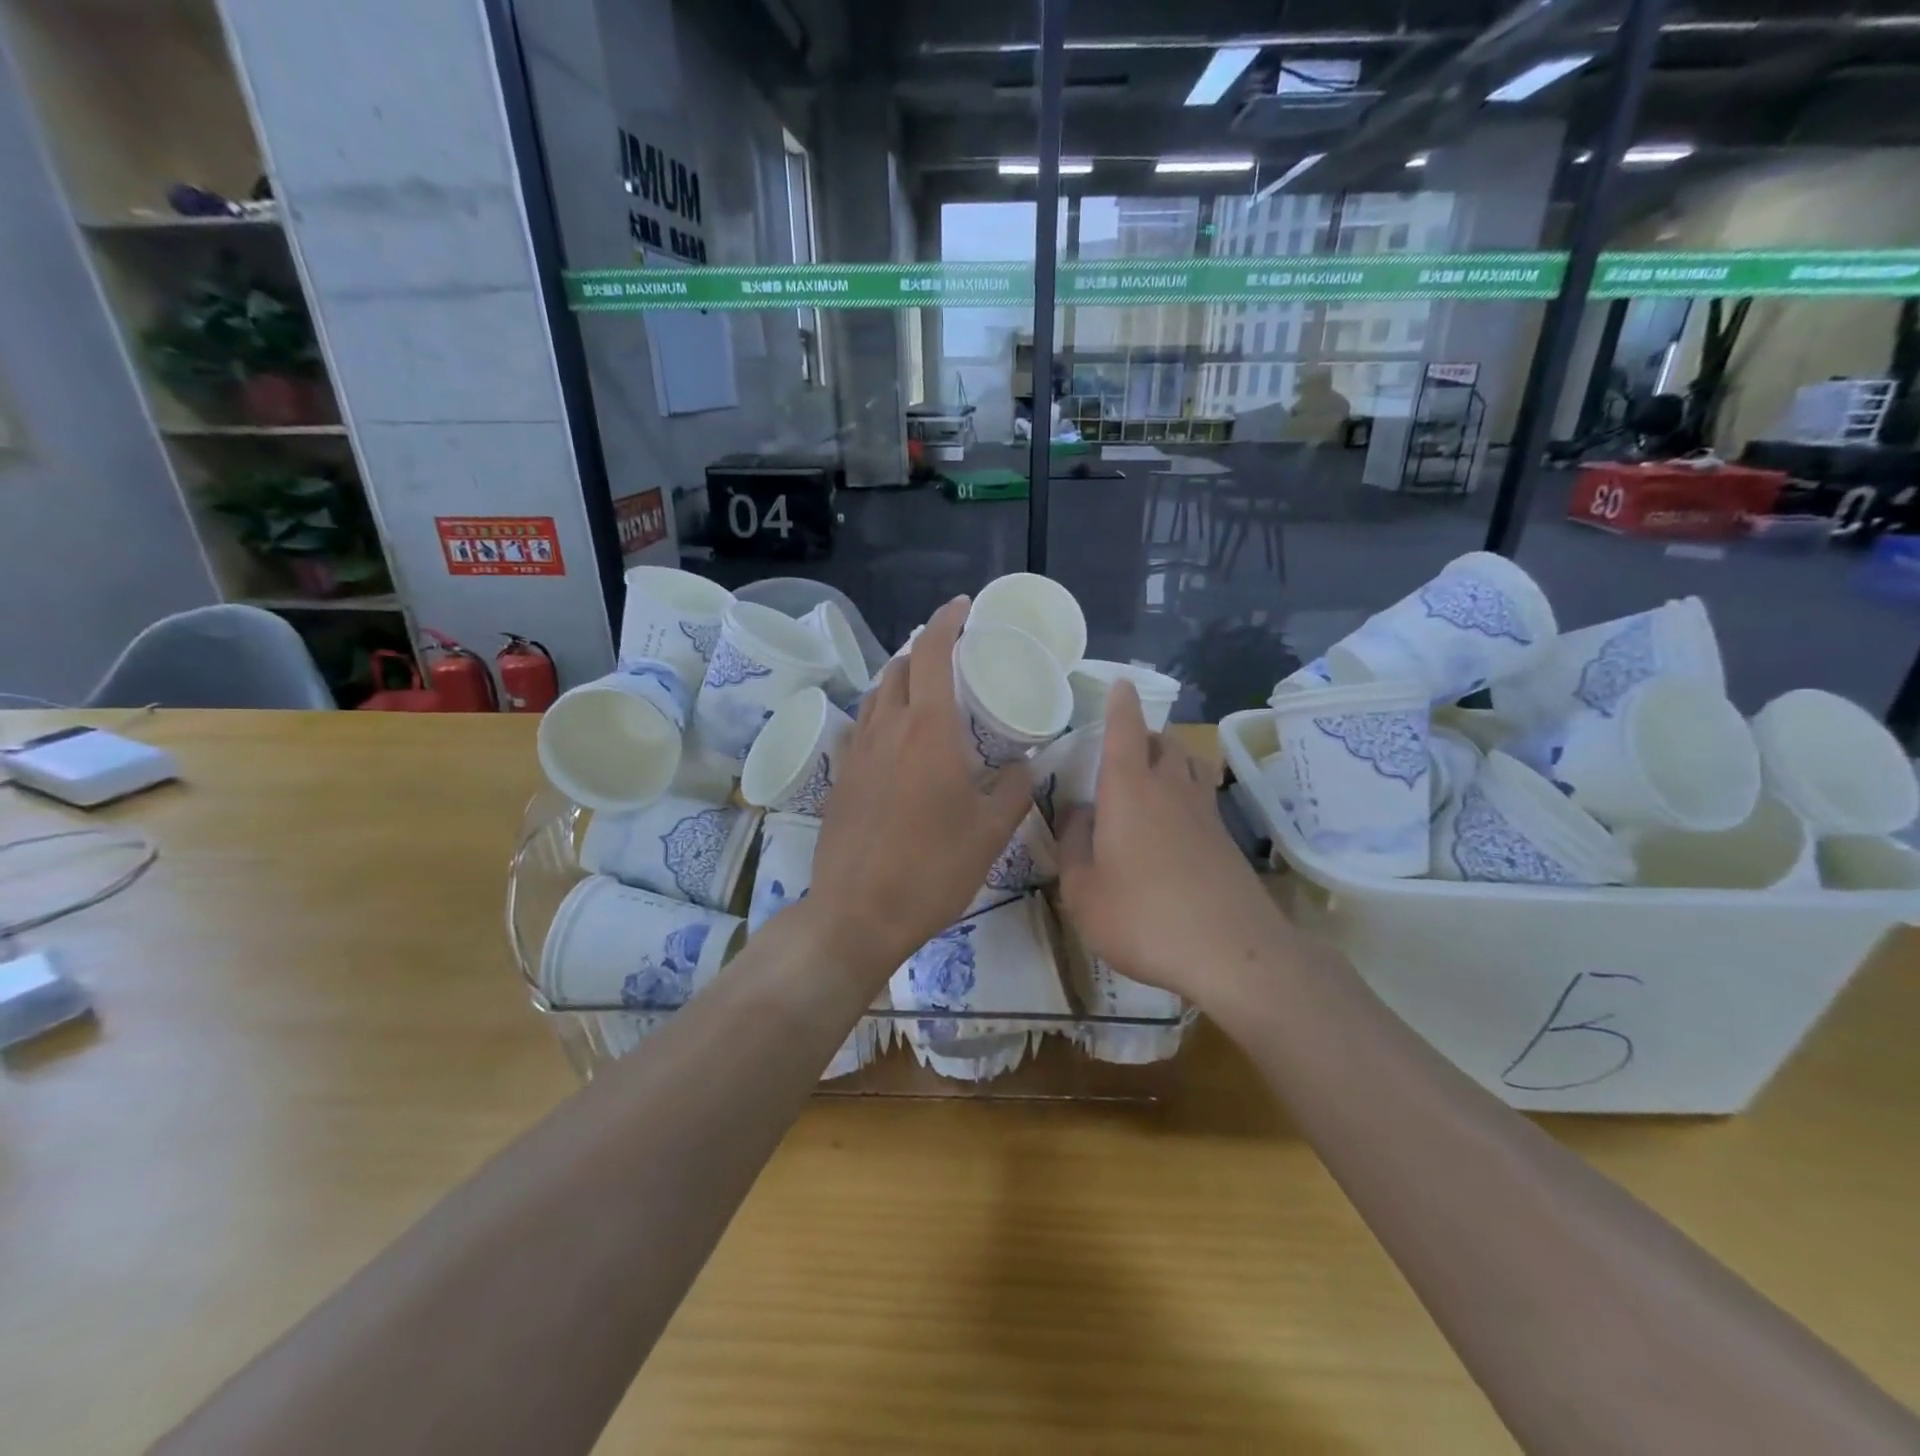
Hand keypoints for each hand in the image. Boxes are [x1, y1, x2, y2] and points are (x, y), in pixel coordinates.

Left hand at [808, 597, 1033, 977]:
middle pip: (899, 667)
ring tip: (927, 690)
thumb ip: (1013, 790)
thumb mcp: (989, 832)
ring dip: (901, 679)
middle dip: (924, 649)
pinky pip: (864, 726)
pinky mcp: (842, 778)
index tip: (963, 607)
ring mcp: (858, 753)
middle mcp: (887, 729)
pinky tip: (900, 740)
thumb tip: (1024, 764)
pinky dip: (884, 713)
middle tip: (954, 655)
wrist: (857, 913)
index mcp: (927, 731)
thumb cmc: (932, 869)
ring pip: (877, 695)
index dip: (946, 622)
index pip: (930, 654)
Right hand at [1055, 681, 1285, 1008]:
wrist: (1232, 952)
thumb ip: (1072, 846)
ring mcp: (1204, 811)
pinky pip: (1202, 794)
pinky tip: (1173, 821)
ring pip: (1189, 763)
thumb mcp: (1083, 891)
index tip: (1121, 684)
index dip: (1120, 703)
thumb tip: (1077, 813)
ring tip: (1150, 776)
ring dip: (1169, 757)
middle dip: (1142, 734)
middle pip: (1162, 740)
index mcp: (1128, 790)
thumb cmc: (1143, 916)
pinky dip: (1186, 791)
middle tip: (1121, 749)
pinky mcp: (1226, 838)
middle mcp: (1169, 788)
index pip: (1123, 730)